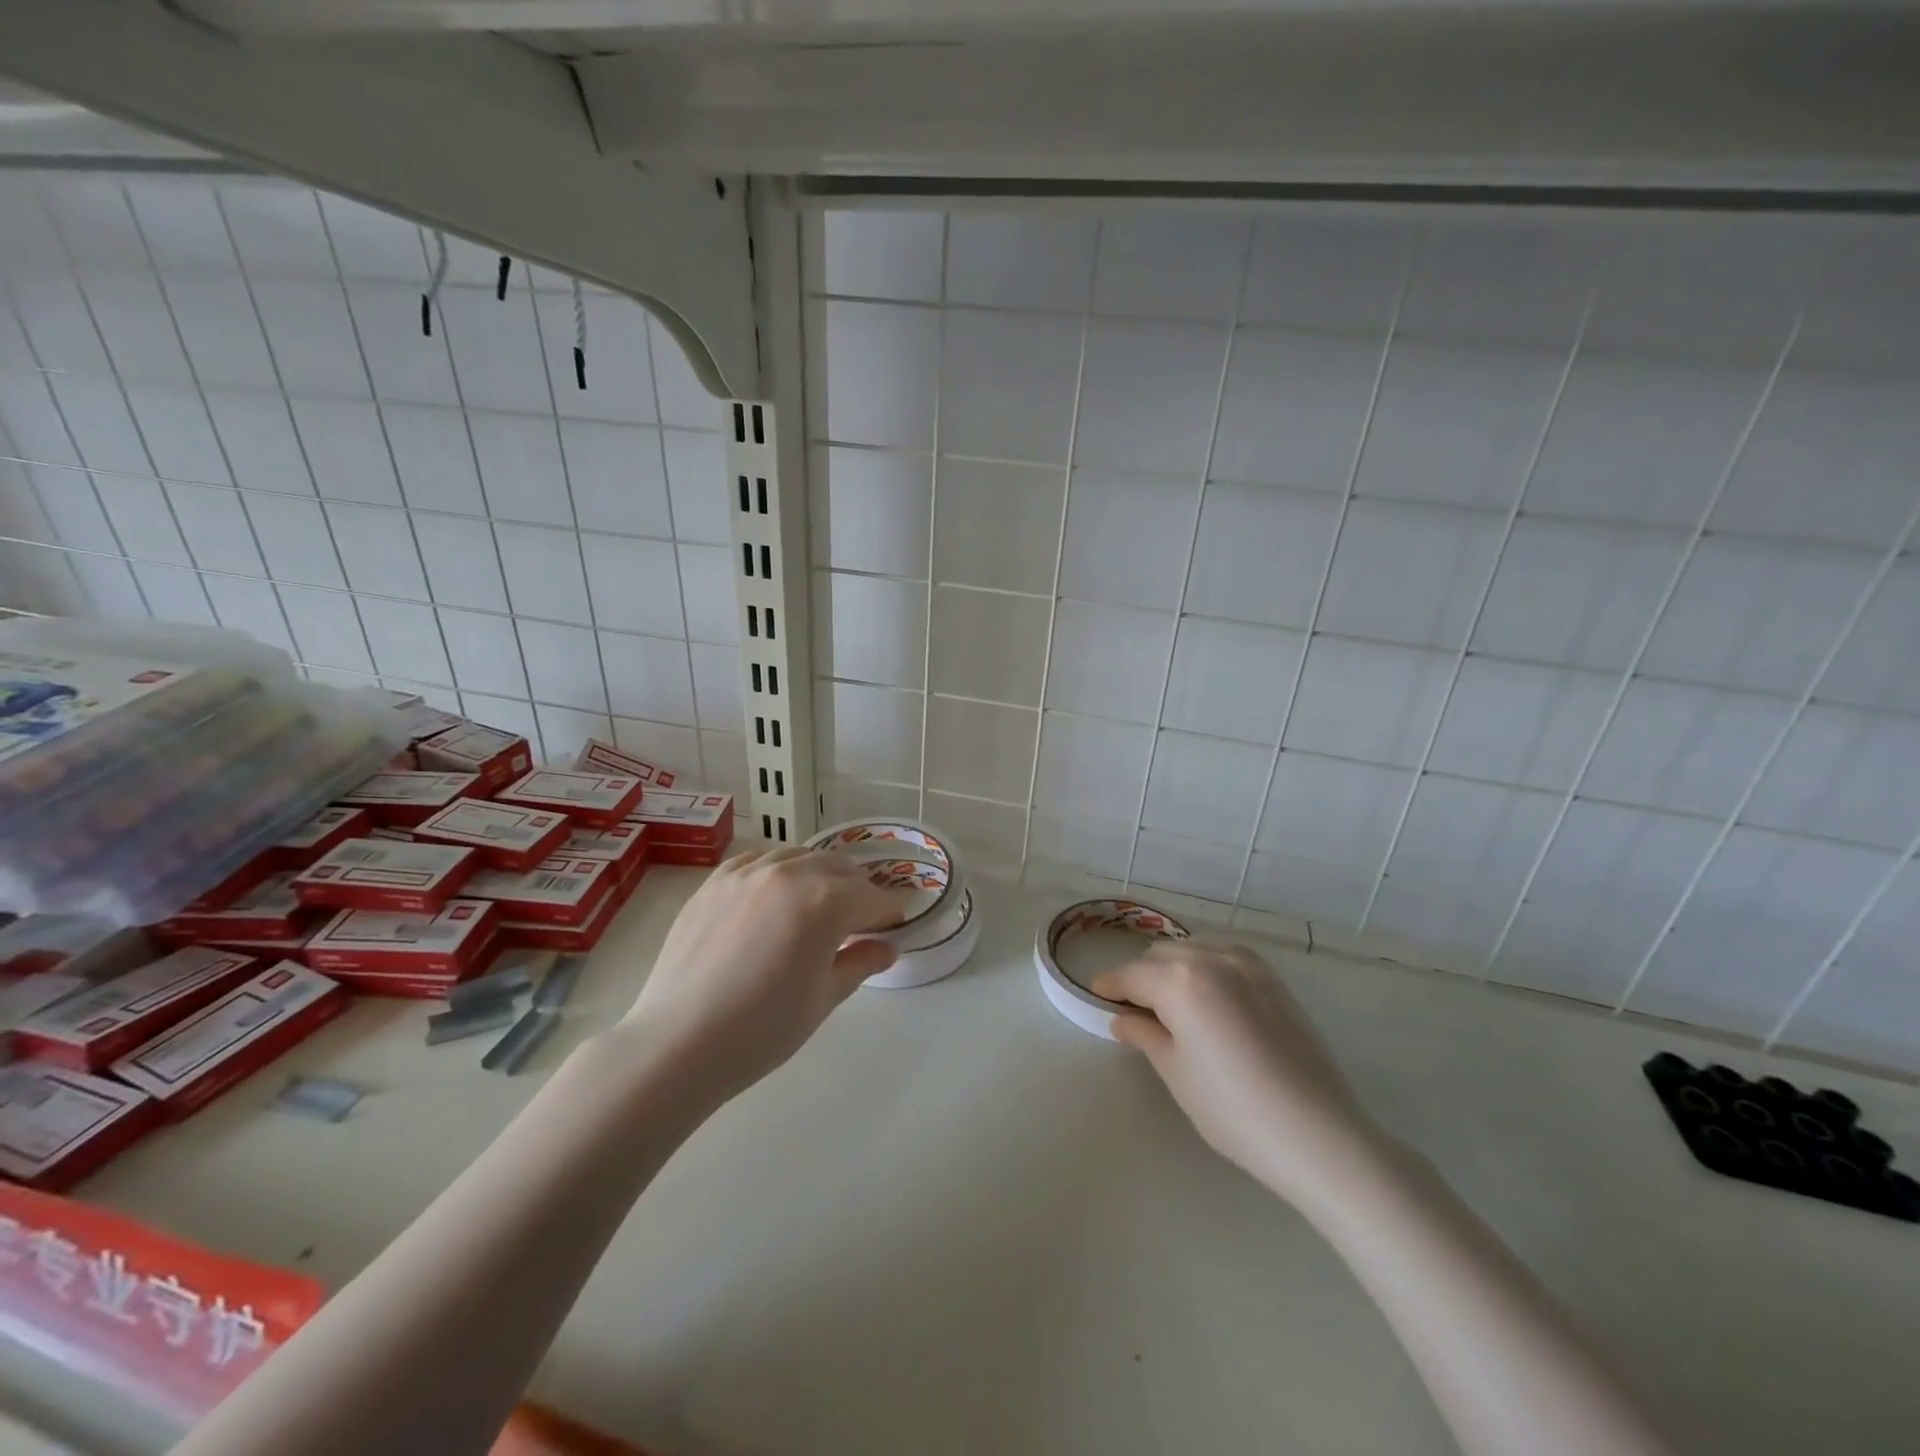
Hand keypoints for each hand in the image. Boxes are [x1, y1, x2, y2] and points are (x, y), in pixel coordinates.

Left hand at [621, 847, 907, 1100]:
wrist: (678, 1043)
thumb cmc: (762, 1029)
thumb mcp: (824, 999)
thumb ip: (860, 962)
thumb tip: (887, 947)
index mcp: (826, 901)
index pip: (873, 898)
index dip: (890, 914)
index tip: (893, 929)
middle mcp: (791, 872)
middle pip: (840, 869)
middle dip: (857, 892)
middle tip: (857, 924)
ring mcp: (748, 872)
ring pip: (800, 857)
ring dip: (819, 876)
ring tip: (815, 908)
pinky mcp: (715, 881)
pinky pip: (758, 860)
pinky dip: (777, 871)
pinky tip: (773, 895)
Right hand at [1093, 942, 1377, 1200]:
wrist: (1318, 1134)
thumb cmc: (1234, 1110)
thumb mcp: (1176, 1073)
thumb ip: (1145, 1035)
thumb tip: (1123, 1019)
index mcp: (1180, 981)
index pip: (1130, 975)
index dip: (1108, 986)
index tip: (1096, 997)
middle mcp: (1211, 959)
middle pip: (1160, 955)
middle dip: (1141, 976)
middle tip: (1136, 1011)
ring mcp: (1248, 965)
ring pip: (1193, 949)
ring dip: (1174, 967)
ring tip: (1173, 1004)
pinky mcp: (1274, 979)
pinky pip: (1225, 956)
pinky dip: (1207, 966)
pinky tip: (1210, 998)